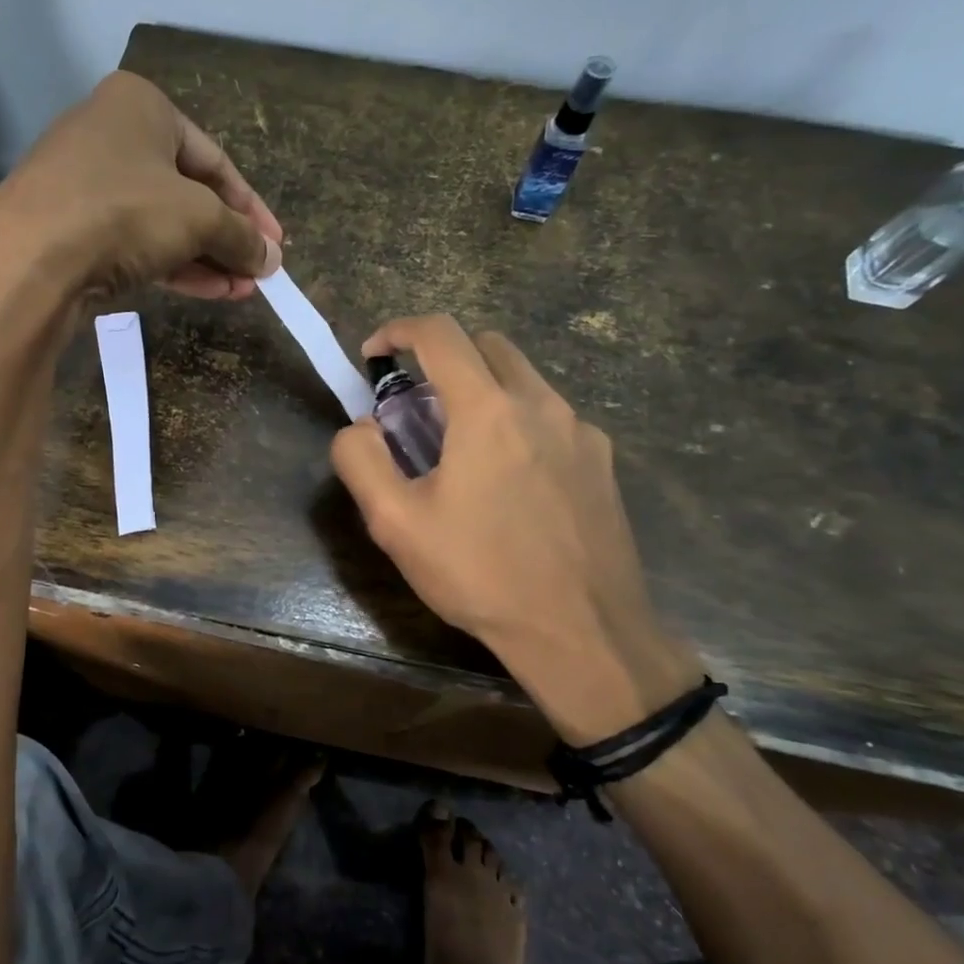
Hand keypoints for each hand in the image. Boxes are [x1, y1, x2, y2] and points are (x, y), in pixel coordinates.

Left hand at [0, 71, 282, 304]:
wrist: (31, 260)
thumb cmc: (125, 212)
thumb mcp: (199, 218)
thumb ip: (241, 236)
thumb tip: (270, 259)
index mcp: (141, 106)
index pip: (214, 160)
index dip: (251, 207)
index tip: (276, 244)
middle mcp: (109, 135)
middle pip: (187, 192)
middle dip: (227, 238)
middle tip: (258, 273)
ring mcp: (84, 183)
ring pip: (160, 222)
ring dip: (205, 258)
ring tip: (240, 290)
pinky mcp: (69, 228)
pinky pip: (132, 243)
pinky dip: (171, 265)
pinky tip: (207, 291)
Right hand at [330, 314, 701, 743]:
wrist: (582, 633)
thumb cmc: (480, 575)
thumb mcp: (396, 524)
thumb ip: (361, 460)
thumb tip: (360, 427)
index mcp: (487, 410)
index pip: (439, 333)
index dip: (398, 331)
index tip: (374, 355)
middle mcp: (541, 403)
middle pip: (486, 345)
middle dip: (443, 359)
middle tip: (417, 409)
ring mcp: (580, 430)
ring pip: (523, 379)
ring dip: (482, 391)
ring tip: (461, 451)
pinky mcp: (602, 461)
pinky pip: (551, 417)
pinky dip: (518, 422)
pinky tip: (509, 482)